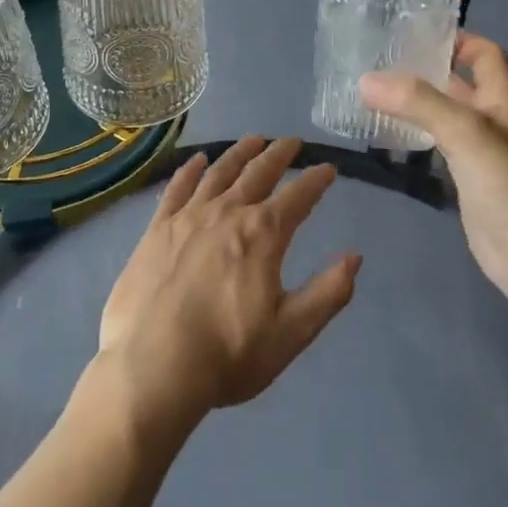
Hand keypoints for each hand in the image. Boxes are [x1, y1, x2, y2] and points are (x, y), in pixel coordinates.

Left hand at [97, 137, 360, 436]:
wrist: (152, 366)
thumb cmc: (228, 354)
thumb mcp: (291, 332)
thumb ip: (328, 293)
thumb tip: (355, 256)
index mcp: (262, 235)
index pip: (298, 197)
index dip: (316, 181)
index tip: (329, 168)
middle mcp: (227, 212)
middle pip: (258, 173)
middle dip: (279, 154)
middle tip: (292, 141)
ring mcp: (188, 216)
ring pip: (219, 172)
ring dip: (239, 153)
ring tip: (254, 139)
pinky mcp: (157, 228)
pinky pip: (177, 187)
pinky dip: (190, 170)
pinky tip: (197, 160)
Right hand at [360, 32, 507, 310]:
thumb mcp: (465, 130)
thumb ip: (417, 102)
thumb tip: (365, 80)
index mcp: (502, 100)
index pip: (484, 54)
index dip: (456, 39)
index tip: (413, 34)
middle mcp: (493, 122)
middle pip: (459, 85)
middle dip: (423, 72)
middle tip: (377, 64)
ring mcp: (481, 155)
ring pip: (444, 118)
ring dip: (414, 107)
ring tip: (371, 97)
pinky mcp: (468, 184)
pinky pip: (437, 151)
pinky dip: (414, 140)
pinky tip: (387, 140)